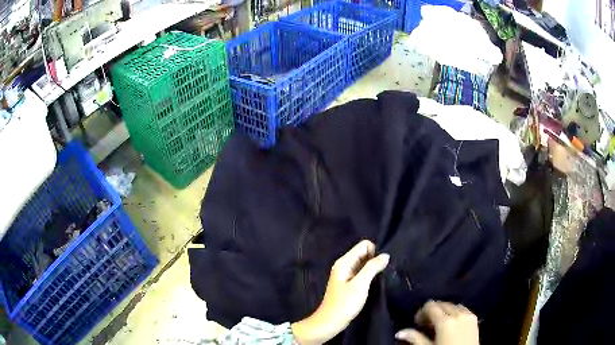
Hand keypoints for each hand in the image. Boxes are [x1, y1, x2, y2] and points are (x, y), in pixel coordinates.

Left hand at [291, 240, 389, 344]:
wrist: (330, 322)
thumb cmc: (344, 304)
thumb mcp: (360, 284)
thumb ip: (372, 267)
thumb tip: (386, 255)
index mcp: (344, 262)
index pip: (364, 245)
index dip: (375, 251)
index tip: (382, 265)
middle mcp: (345, 265)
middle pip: (364, 253)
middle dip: (376, 259)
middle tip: (384, 273)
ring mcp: (347, 275)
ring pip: (364, 264)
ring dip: (374, 269)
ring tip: (382, 278)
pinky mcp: (350, 284)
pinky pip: (362, 274)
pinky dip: (370, 276)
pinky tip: (376, 284)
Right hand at [395, 301, 479, 344]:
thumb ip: (415, 339)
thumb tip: (399, 332)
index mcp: (445, 321)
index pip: (431, 306)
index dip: (421, 312)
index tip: (417, 322)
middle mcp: (458, 313)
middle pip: (443, 303)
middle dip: (433, 311)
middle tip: (426, 324)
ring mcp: (469, 315)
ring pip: (454, 305)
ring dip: (445, 311)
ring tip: (439, 323)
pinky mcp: (475, 319)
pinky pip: (463, 309)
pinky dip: (455, 312)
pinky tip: (452, 323)